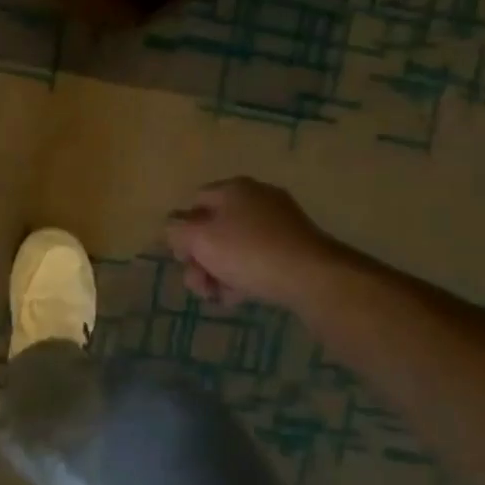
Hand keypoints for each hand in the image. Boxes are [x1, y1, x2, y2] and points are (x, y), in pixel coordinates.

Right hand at [166, 177, 332, 308]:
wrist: (310, 275)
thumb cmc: (247, 252)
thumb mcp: (199, 238)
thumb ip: (176, 229)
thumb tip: (174, 227)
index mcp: (232, 189)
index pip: (195, 202)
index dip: (182, 230)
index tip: (183, 257)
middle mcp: (256, 199)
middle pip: (214, 228)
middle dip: (200, 258)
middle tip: (200, 284)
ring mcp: (278, 222)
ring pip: (234, 247)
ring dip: (219, 272)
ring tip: (219, 295)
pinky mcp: (293, 246)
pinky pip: (257, 258)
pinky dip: (244, 275)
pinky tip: (240, 296)